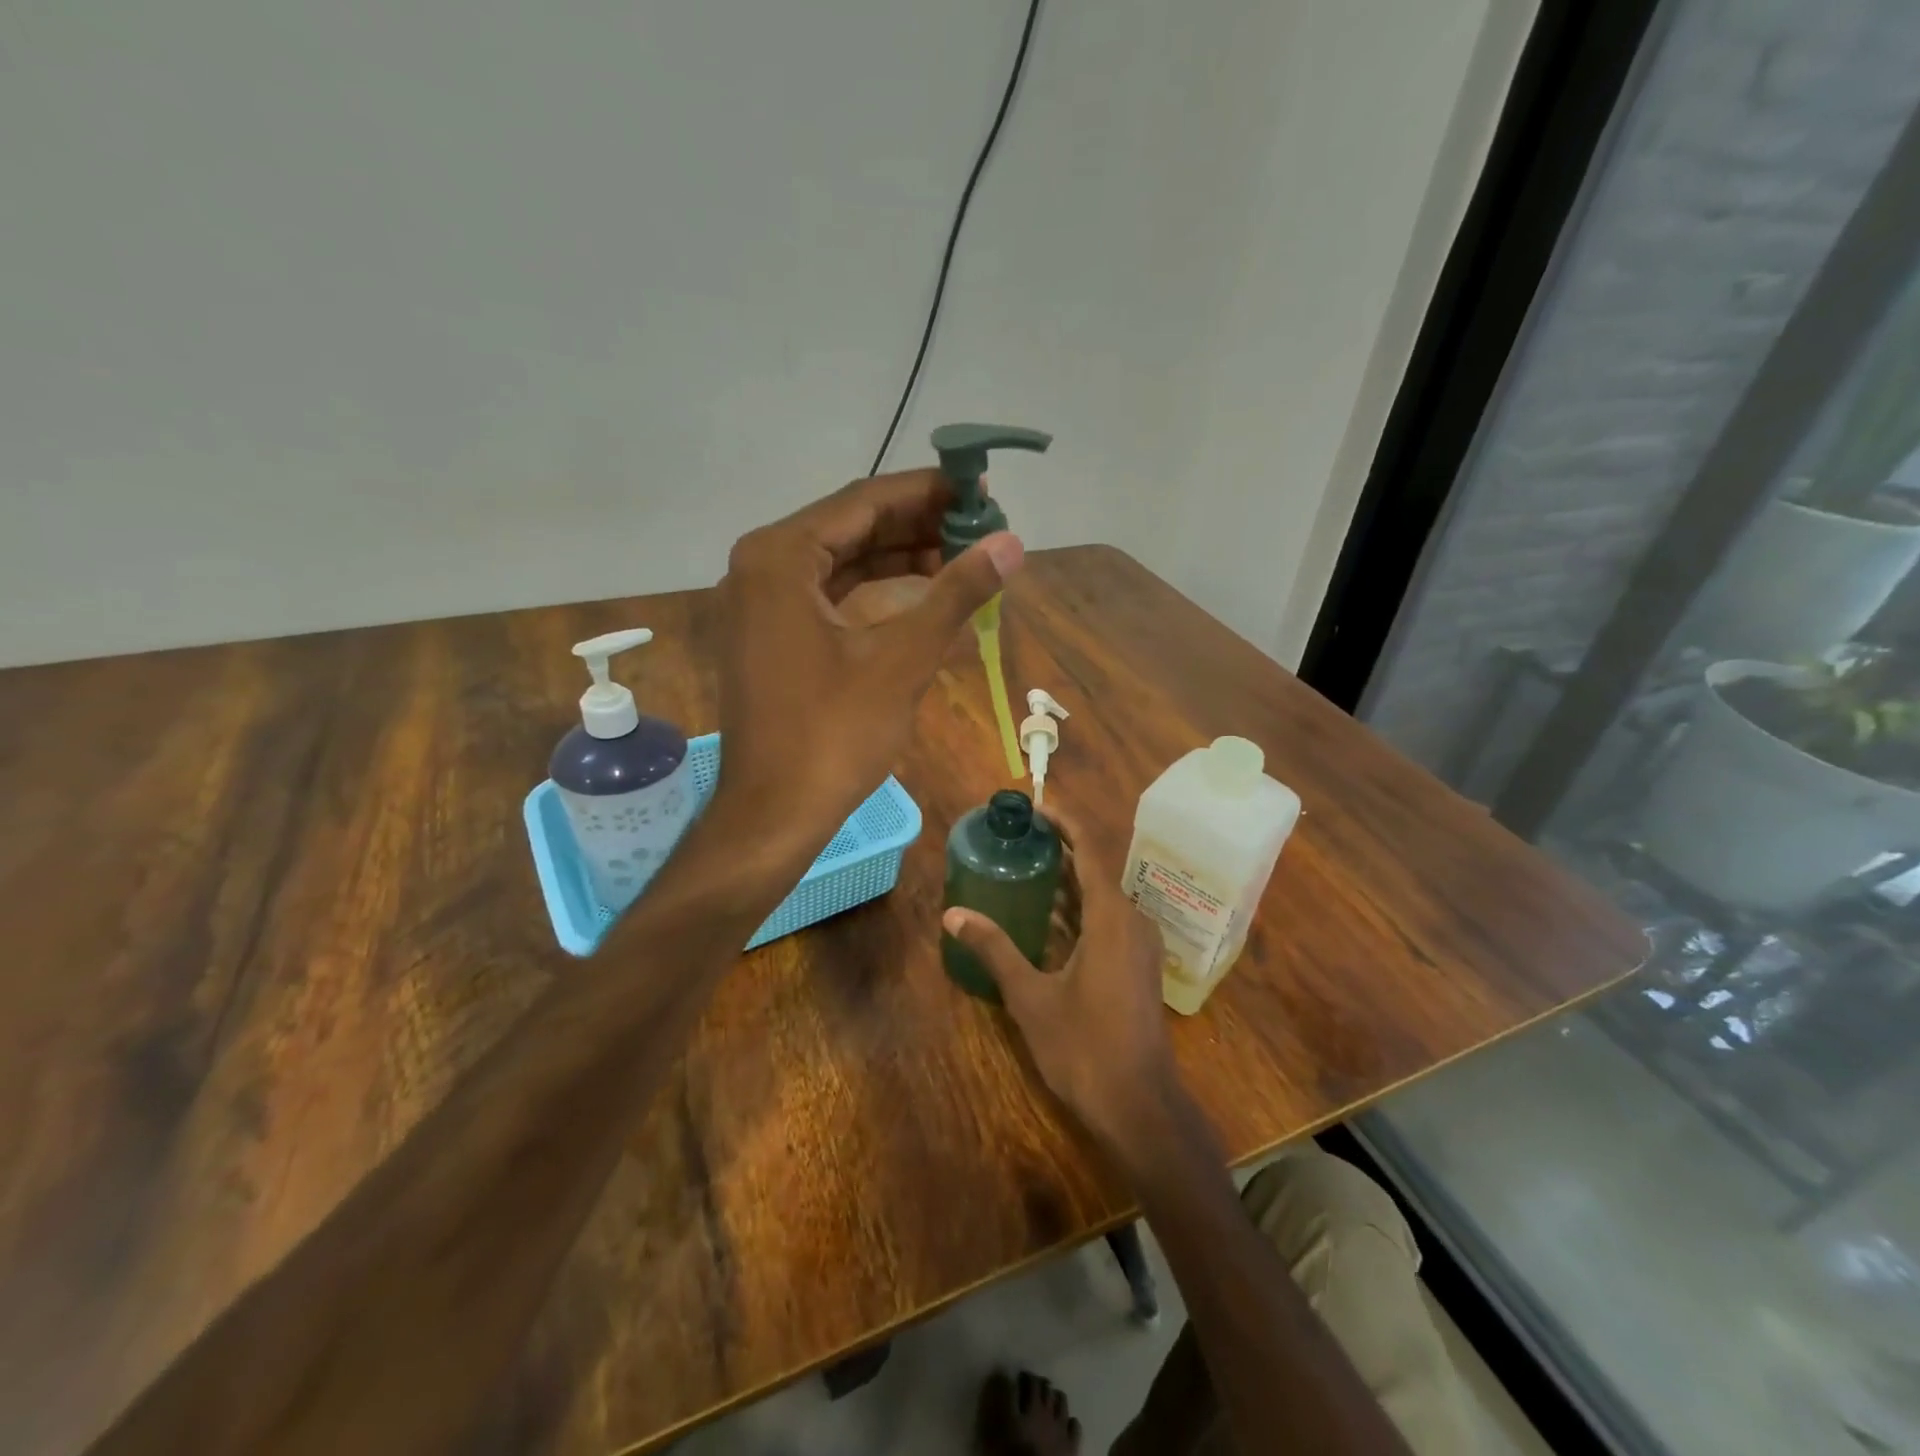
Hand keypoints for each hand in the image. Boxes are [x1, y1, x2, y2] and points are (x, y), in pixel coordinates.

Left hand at [714, 469, 1021, 864]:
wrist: (774, 813)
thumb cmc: (835, 733)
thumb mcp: (903, 658)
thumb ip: (956, 593)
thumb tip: (1011, 544)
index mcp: (780, 556)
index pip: (865, 501)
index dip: (928, 493)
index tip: (980, 490)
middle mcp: (759, 566)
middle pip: (850, 527)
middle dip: (917, 525)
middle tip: (979, 525)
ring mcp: (759, 603)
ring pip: (840, 561)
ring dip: (898, 557)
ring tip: (961, 555)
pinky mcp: (768, 635)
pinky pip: (827, 594)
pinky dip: (873, 590)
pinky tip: (920, 591)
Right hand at [942, 802, 1179, 1147]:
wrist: (1140, 1105)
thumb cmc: (1084, 1046)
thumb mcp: (1031, 996)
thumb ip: (995, 949)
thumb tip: (953, 914)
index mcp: (1111, 917)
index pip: (1090, 851)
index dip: (1065, 823)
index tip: (1037, 806)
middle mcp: (1132, 921)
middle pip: (1096, 870)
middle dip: (1062, 850)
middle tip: (1021, 837)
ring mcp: (1140, 946)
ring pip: (1102, 898)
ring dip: (1070, 882)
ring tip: (1028, 868)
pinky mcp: (1139, 966)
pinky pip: (1108, 921)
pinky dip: (1080, 910)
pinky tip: (1049, 918)